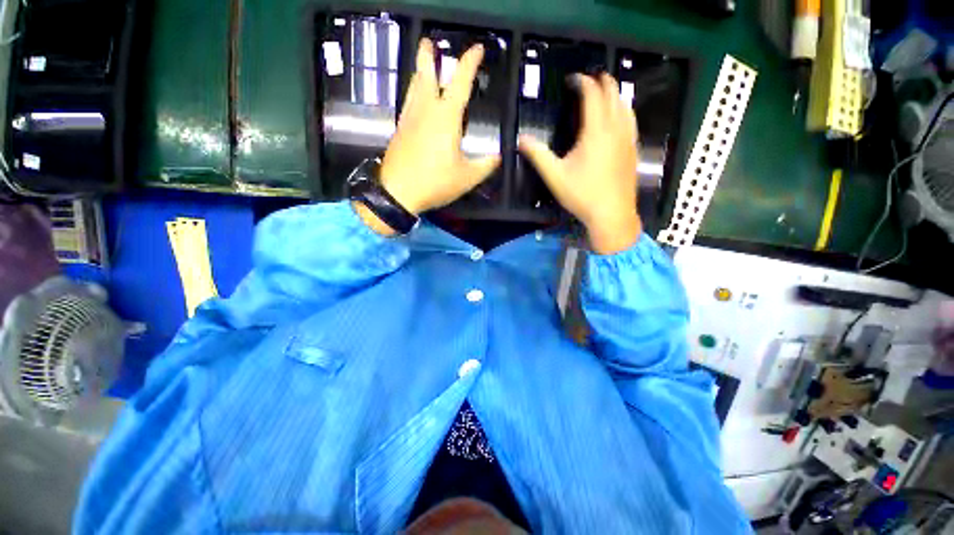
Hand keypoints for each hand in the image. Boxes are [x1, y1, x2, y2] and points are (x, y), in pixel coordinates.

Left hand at [379, 39, 500, 215]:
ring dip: (419, 71)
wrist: (394, 194)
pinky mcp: (400, 129)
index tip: (476, 48)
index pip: (460, 83)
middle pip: (426, 77)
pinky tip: (415, 94)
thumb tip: (498, 156)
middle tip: (427, 41)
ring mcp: (409, 119)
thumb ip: (485, 164)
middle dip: (427, 57)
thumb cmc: (433, 182)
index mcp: (445, 117)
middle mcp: (425, 111)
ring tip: (422, 62)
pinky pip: (408, 102)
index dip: (469, 63)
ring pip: (414, 88)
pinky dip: (414, 91)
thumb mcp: (467, 176)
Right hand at [518, 73, 641, 254]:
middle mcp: (615, 130)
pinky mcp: (633, 150)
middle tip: (593, 76)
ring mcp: (627, 140)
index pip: (593, 96)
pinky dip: (625, 110)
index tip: (573, 79)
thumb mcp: (556, 176)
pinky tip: (621, 114)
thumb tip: (521, 140)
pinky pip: (632, 122)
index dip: (584, 82)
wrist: (615, 217)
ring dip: (617, 94)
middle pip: (613, 96)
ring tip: (608, 89)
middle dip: (604, 82)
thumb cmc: (585, 196)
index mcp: (596, 131)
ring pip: (626, 107)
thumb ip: (538, 155)